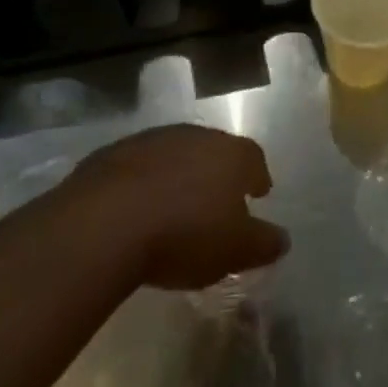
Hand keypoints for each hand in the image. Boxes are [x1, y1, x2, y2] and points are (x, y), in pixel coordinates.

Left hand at [70, 125, 289, 290]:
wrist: (104, 223)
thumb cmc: (184, 234)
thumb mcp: (234, 250)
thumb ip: (263, 243)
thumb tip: (283, 240)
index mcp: (231, 154)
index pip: (253, 159)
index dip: (256, 177)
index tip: (257, 193)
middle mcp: (196, 136)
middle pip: (214, 151)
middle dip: (216, 173)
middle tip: (215, 200)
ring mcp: (152, 140)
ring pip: (174, 155)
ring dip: (177, 175)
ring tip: (172, 206)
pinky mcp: (111, 154)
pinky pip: (136, 168)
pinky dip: (141, 183)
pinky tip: (134, 210)